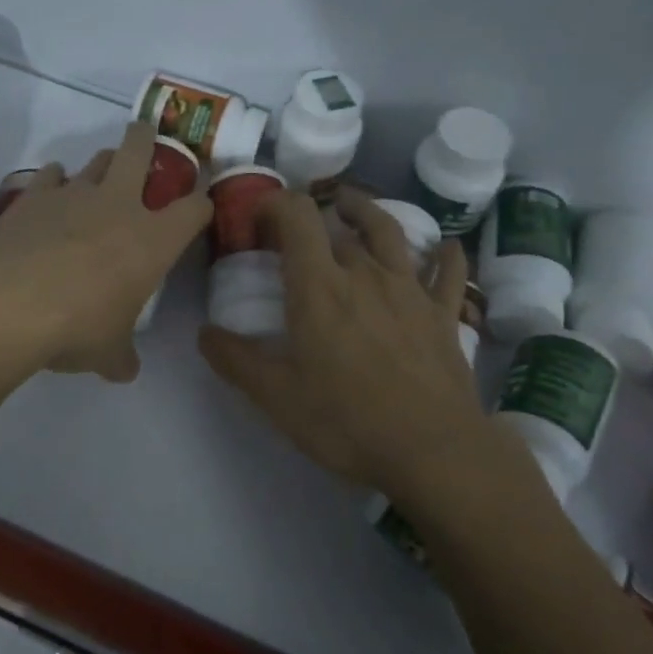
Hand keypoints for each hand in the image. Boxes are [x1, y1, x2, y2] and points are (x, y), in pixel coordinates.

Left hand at [0, 121, 210, 381]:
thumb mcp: (108, 353)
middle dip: (146, 138)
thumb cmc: (76, 327)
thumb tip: (125, 370)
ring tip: (102, 172)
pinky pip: (50, 176)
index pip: (193, 210)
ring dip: (103, 162)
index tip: (200, 206)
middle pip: (139, 151)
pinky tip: (51, 189)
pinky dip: (55, 180)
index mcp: (153, 240)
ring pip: (96, 160)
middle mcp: (119, 205)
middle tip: (146, 134)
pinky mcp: (32, 196)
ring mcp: (73, 194)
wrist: (6, 304)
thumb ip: (121, 356)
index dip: (201, 205)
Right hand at [199, 190, 485, 497]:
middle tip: (295, 232)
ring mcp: (409, 290)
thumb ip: (236, 361)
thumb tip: (204, 333)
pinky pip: (447, 273)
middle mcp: (364, 273)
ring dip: (368, 213)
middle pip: (337, 225)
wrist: (433, 450)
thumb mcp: (277, 398)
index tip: (258, 216)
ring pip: (389, 232)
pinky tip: (448, 248)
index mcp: (319, 286)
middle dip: (311, 217)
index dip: (276, 203)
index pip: (297, 216)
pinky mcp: (443, 313)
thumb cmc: (347, 421)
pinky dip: (446, 256)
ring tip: (352, 206)